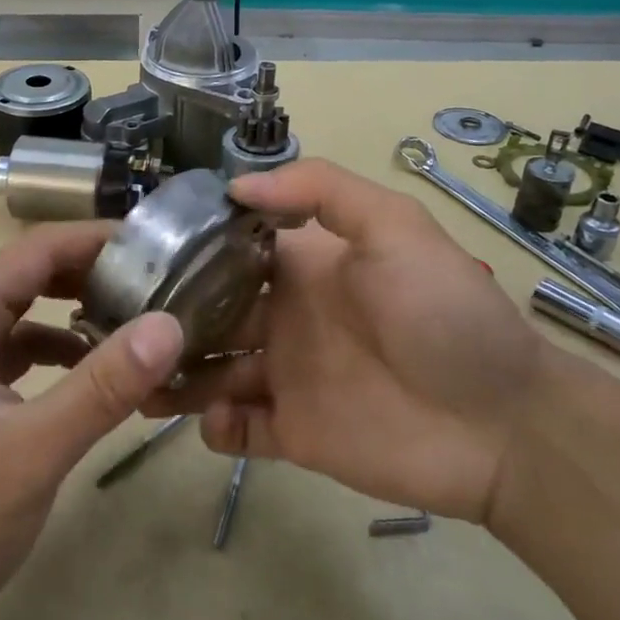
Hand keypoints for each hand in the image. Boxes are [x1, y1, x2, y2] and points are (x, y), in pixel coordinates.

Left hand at [0, 223, 183, 619]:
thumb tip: (169, 325)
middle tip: (166, 289)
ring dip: (82, 316)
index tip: (167, 249)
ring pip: (29, 313)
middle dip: (100, 276)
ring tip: (143, 328)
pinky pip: (18, 352)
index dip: (104, 240)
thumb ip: (101, 387)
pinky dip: (60, 355)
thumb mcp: (29, 452)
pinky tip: (96, 379)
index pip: (43, 248)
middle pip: (36, 273)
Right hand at [150, 160, 547, 522]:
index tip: (138, 252)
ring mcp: (287, 377)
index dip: (188, 249)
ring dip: (175, 374)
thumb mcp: (395, 227)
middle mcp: (285, 317)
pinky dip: (216, 427)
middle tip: (115, 324)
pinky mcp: (295, 433)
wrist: (504, 423)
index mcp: (303, 267)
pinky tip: (211, 419)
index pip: (230, 251)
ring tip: (137, 378)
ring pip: (212, 372)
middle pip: (209, 313)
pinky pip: (240, 430)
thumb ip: (322, 191)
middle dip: (167, 316)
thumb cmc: (444, 313)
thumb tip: (236, 185)